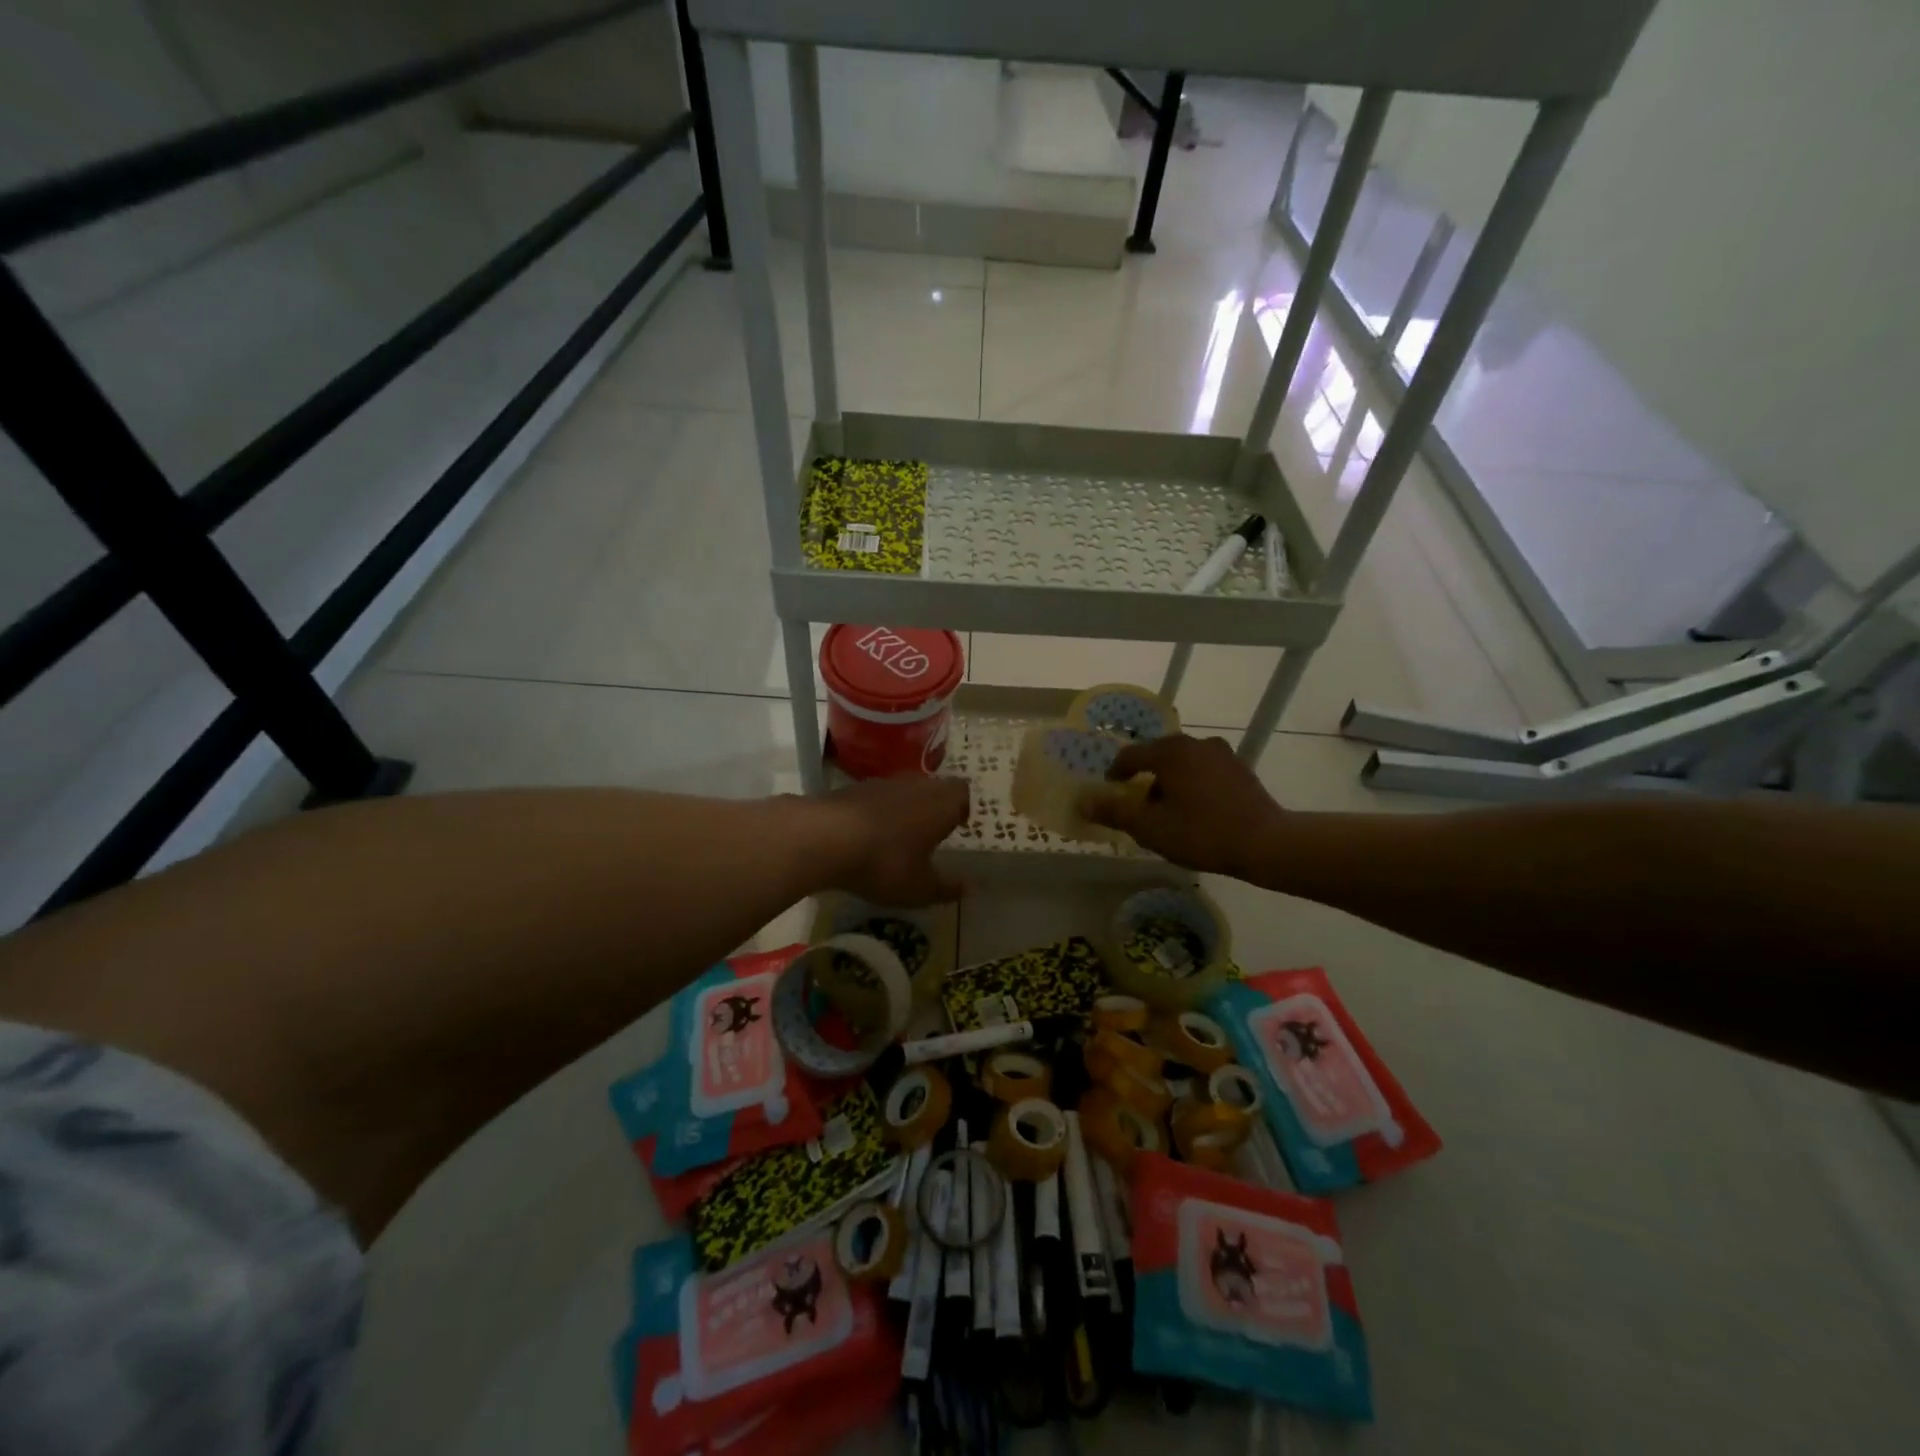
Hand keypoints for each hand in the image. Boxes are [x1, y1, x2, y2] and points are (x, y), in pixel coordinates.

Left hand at [814, 774, 970, 904]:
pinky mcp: (854, 788)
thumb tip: (968, 887)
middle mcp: (916, 785)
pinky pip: (877, 797)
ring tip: (899, 836)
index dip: (962, 808)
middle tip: (932, 833)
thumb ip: (946, 888)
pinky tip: (869, 835)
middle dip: (935, 807)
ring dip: (906, 808)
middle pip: (934, 787)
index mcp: (941, 803)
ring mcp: (883, 783)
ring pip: (905, 790)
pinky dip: (879, 812)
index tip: (958, 826)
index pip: (962, 793)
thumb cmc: (884, 862)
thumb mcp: (919, 888)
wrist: (824, 837)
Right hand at [1078, 734, 1282, 877]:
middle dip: (1145, 777)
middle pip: (1159, 755)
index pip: (1131, 755)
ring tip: (1168, 811)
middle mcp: (1196, 743)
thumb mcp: (1150, 827)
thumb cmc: (1201, 832)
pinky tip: (1197, 811)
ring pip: (1184, 763)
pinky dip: (1194, 785)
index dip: (1116, 773)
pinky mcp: (1241, 770)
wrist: (1266, 843)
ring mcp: (1223, 755)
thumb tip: (1083, 801)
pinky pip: (1206, 772)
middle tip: (1139, 804)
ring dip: (1171, 781)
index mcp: (1170, 751)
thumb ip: (1114, 812)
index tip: (1110, 791)